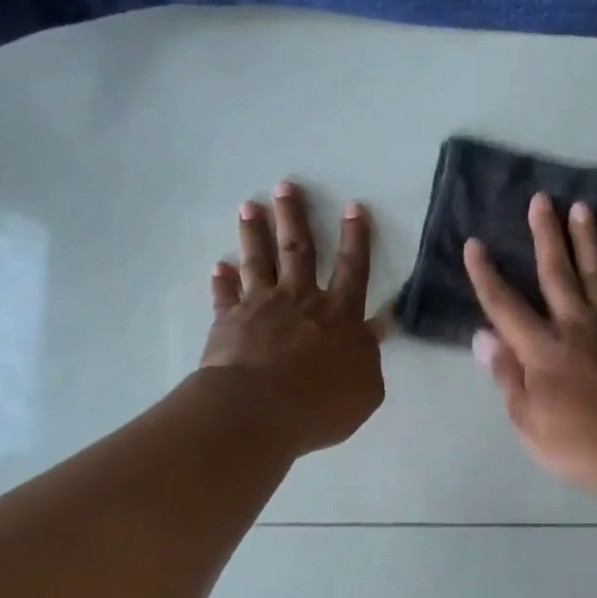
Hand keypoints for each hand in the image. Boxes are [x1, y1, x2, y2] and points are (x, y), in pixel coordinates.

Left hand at [201, 181, 384, 456]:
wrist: (256, 411)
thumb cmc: (319, 404)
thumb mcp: (365, 388)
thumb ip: (370, 355)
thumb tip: (377, 327)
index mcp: (338, 314)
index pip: (352, 268)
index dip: (355, 237)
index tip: (353, 206)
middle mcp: (300, 299)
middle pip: (299, 249)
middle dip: (294, 216)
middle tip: (285, 186)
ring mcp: (261, 307)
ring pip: (259, 261)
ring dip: (255, 233)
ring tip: (250, 207)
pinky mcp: (229, 321)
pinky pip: (226, 295)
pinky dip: (222, 280)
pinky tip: (219, 266)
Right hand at [464, 192, 596, 496]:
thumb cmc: (577, 444)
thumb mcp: (527, 421)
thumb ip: (507, 375)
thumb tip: (484, 336)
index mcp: (542, 349)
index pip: (506, 305)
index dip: (486, 275)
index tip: (474, 243)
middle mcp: (576, 327)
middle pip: (557, 274)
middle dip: (546, 235)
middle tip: (541, 200)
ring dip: (588, 242)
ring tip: (582, 208)